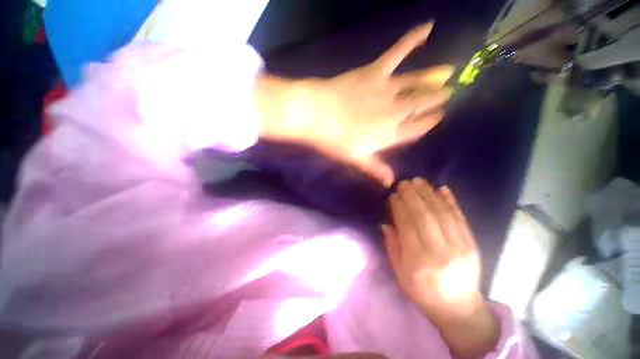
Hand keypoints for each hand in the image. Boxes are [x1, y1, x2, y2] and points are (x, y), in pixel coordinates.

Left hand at [257, 23, 452, 186]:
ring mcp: (387, 89)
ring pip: (418, 82)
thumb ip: (375, 169)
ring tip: (450, 73)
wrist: (317, 116)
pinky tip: (429, 26)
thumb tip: (390, 182)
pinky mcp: (376, 71)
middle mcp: (395, 112)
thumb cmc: (335, 141)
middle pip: (422, 104)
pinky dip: (413, 38)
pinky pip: (398, 51)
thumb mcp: (356, 159)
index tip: (439, 116)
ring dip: (435, 77)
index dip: (430, 122)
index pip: (418, 128)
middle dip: (438, 99)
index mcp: (390, 134)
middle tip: (449, 92)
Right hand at [383, 178, 498, 357]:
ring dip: (429, 194)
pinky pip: (461, 219)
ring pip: (442, 214)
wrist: (459, 309)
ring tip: (419, 181)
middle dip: (413, 196)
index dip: (399, 208)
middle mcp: (440, 253)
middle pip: (425, 217)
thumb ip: (392, 247)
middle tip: (404, 182)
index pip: (407, 227)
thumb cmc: (423, 292)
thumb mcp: (400, 274)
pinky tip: (442, 189)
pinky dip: (451, 202)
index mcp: (419, 262)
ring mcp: (460, 248)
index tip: (393, 195)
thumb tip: (386, 223)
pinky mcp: (473, 245)